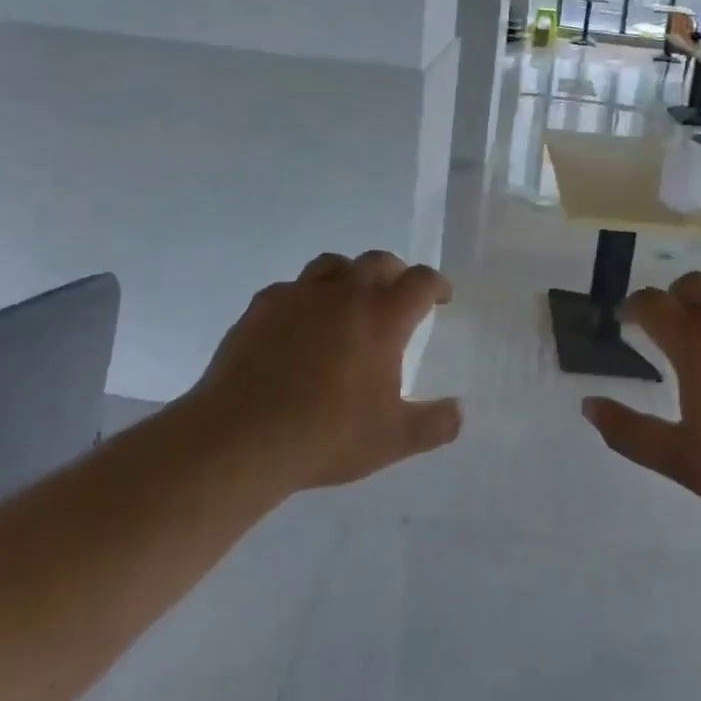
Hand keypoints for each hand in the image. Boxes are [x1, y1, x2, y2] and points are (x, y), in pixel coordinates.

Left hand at [192, 251, 461, 489]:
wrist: (242, 437)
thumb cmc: (327, 435)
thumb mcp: (393, 440)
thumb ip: (435, 424)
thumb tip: (458, 411)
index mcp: (383, 317)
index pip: (421, 282)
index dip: (437, 285)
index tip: (441, 297)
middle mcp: (344, 293)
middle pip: (378, 261)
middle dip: (396, 273)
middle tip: (398, 296)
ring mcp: (299, 295)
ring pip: (333, 264)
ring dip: (350, 276)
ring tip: (349, 301)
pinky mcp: (261, 307)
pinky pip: (291, 288)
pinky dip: (304, 298)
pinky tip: (299, 324)